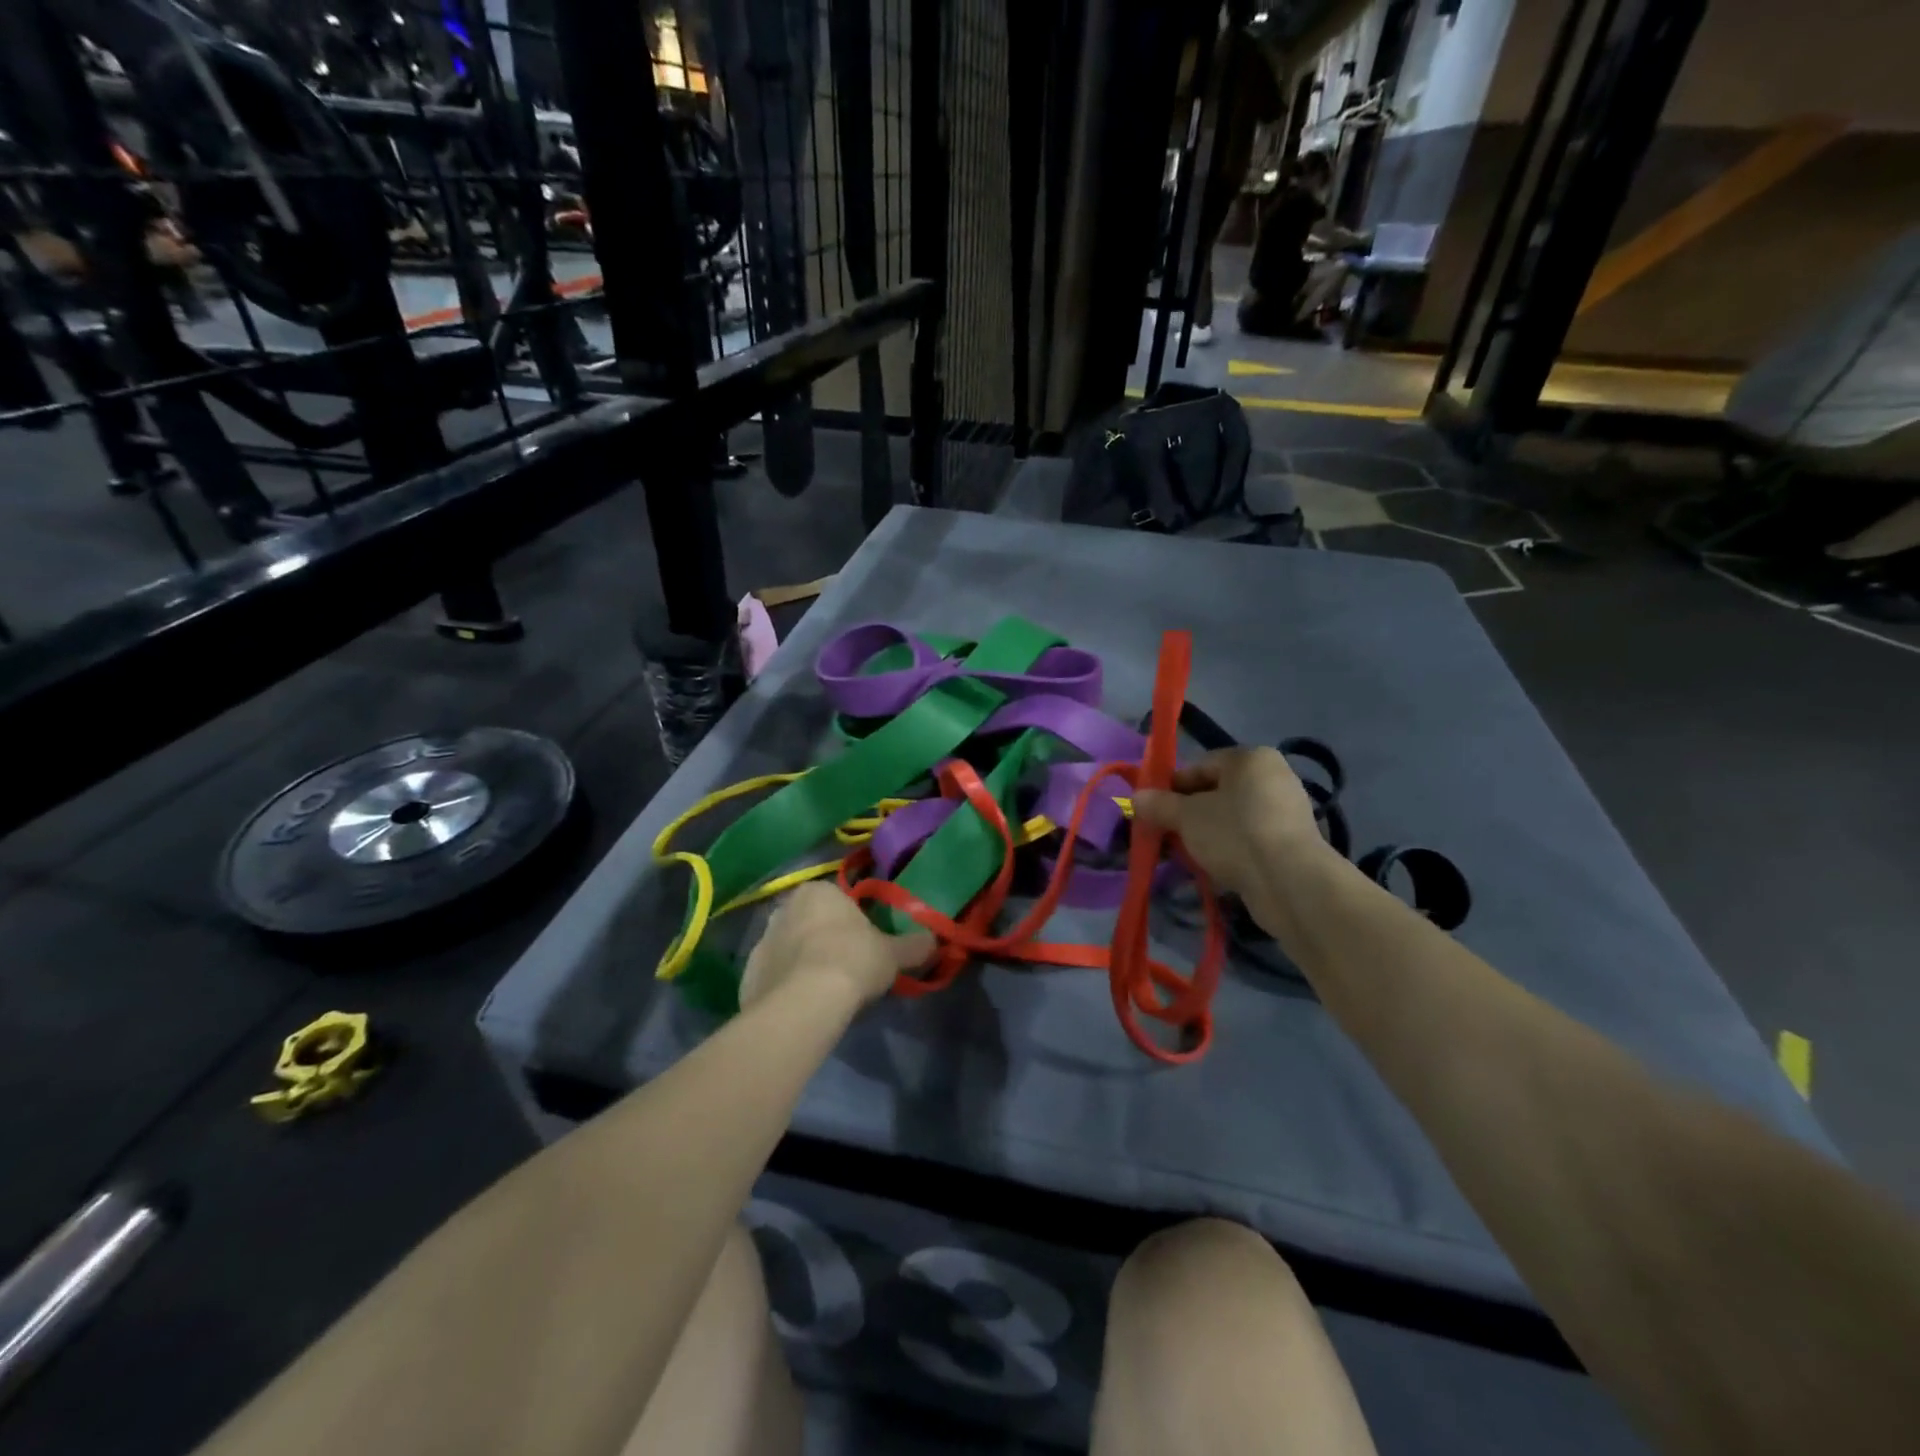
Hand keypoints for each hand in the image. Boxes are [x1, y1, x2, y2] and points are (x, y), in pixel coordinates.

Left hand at [738, 882, 933, 1013]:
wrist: (803, 1004)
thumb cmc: (852, 961)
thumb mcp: (893, 954)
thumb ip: (914, 945)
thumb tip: (936, 941)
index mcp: (818, 891)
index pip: (838, 900)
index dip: (854, 923)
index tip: (865, 946)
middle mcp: (784, 908)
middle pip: (811, 922)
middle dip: (826, 940)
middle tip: (848, 968)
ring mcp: (761, 941)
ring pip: (790, 949)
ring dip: (804, 963)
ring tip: (826, 993)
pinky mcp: (747, 975)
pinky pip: (774, 977)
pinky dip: (786, 987)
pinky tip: (804, 1007)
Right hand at [1133, 747, 1329, 899]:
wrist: (1289, 882)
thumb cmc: (1233, 833)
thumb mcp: (1186, 817)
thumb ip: (1159, 804)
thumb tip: (1135, 798)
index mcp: (1251, 758)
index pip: (1200, 765)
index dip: (1171, 787)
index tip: (1153, 810)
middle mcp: (1273, 777)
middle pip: (1216, 792)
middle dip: (1187, 814)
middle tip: (1165, 835)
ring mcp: (1285, 811)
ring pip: (1231, 818)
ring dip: (1205, 834)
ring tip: (1185, 856)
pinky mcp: (1291, 843)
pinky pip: (1248, 839)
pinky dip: (1229, 849)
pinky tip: (1212, 868)